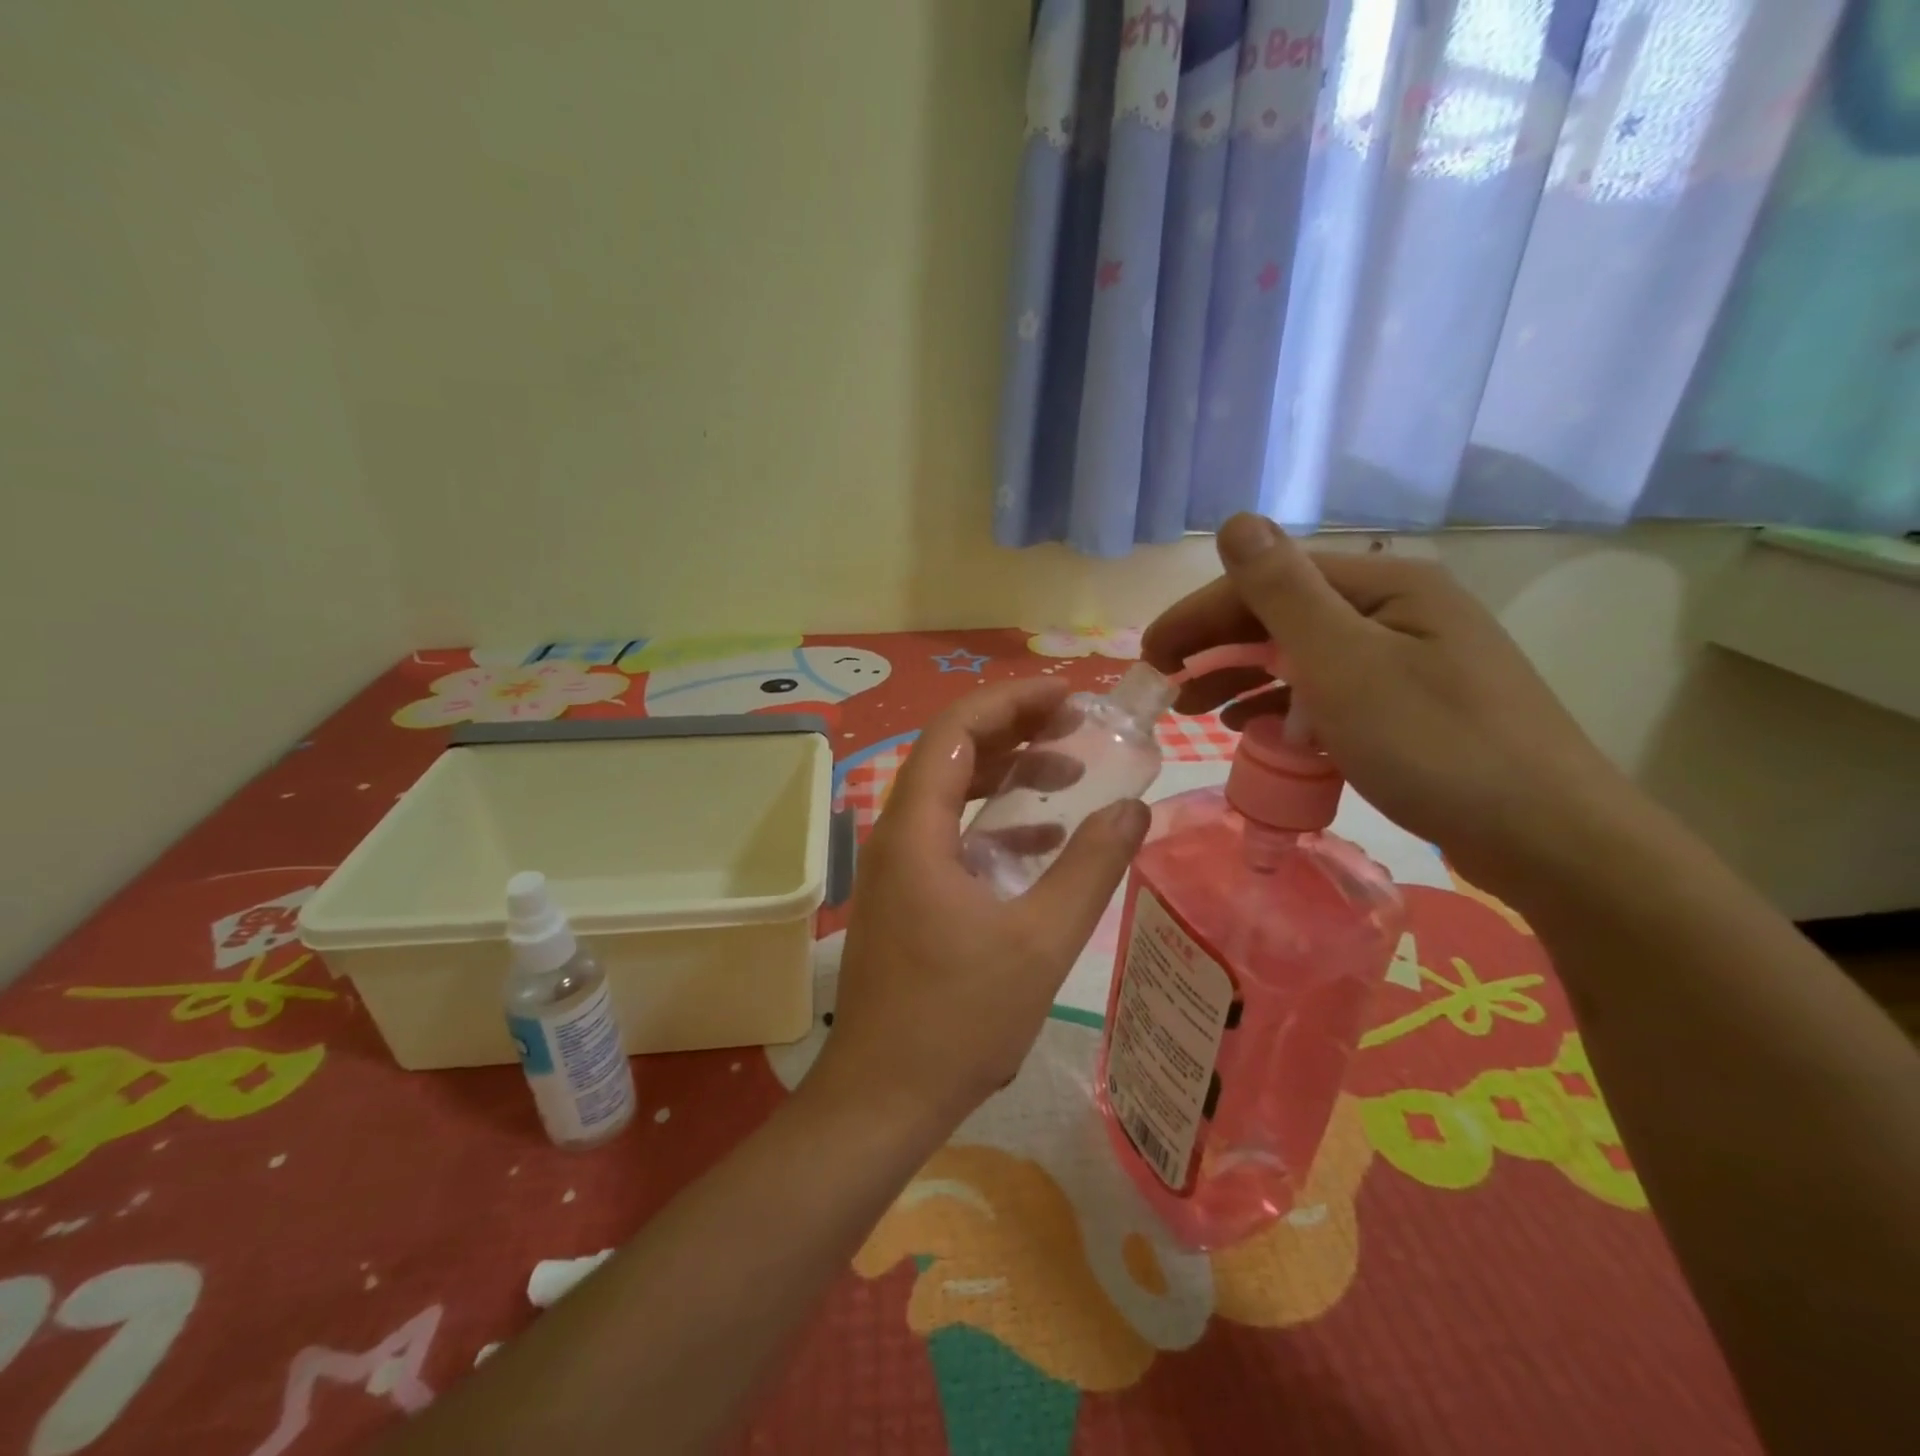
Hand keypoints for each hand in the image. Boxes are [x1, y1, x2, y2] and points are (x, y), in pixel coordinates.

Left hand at [814, 678, 1150, 1127]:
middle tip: (1077, 728)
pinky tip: (1041, 839)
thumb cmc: (958, 1020)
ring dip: (1006, 775)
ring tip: (1069, 773)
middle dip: (1014, 731)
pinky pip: (949, 834)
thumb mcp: (1041, 941)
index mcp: (916, 830)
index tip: (1069, 698)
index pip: (956, 731)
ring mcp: (896, 867)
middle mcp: (896, 835)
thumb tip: (1135, 809)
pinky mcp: (905, 897)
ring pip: (951, 794)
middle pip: (951, 754)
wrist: (883, 1099)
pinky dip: (993, 822)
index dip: (1012, 702)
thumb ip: (1091, 867)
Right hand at [1143, 513, 1624, 892]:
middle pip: (1285, 616)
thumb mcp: (1344, 664)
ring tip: (1195, 711)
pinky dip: (1284, 709)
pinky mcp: (1413, 709)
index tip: (1149, 656)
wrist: (1549, 839)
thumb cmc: (1435, 746)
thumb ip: (1282, 592)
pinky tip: (1255, 732)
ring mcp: (1410, 662)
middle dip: (1217, 647)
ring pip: (1304, 658)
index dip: (1200, 613)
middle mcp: (1398, 611)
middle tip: (1165, 686)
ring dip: (1243, 678)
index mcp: (1384, 586)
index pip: (1269, 581)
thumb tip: (1236, 520)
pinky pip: (1330, 695)